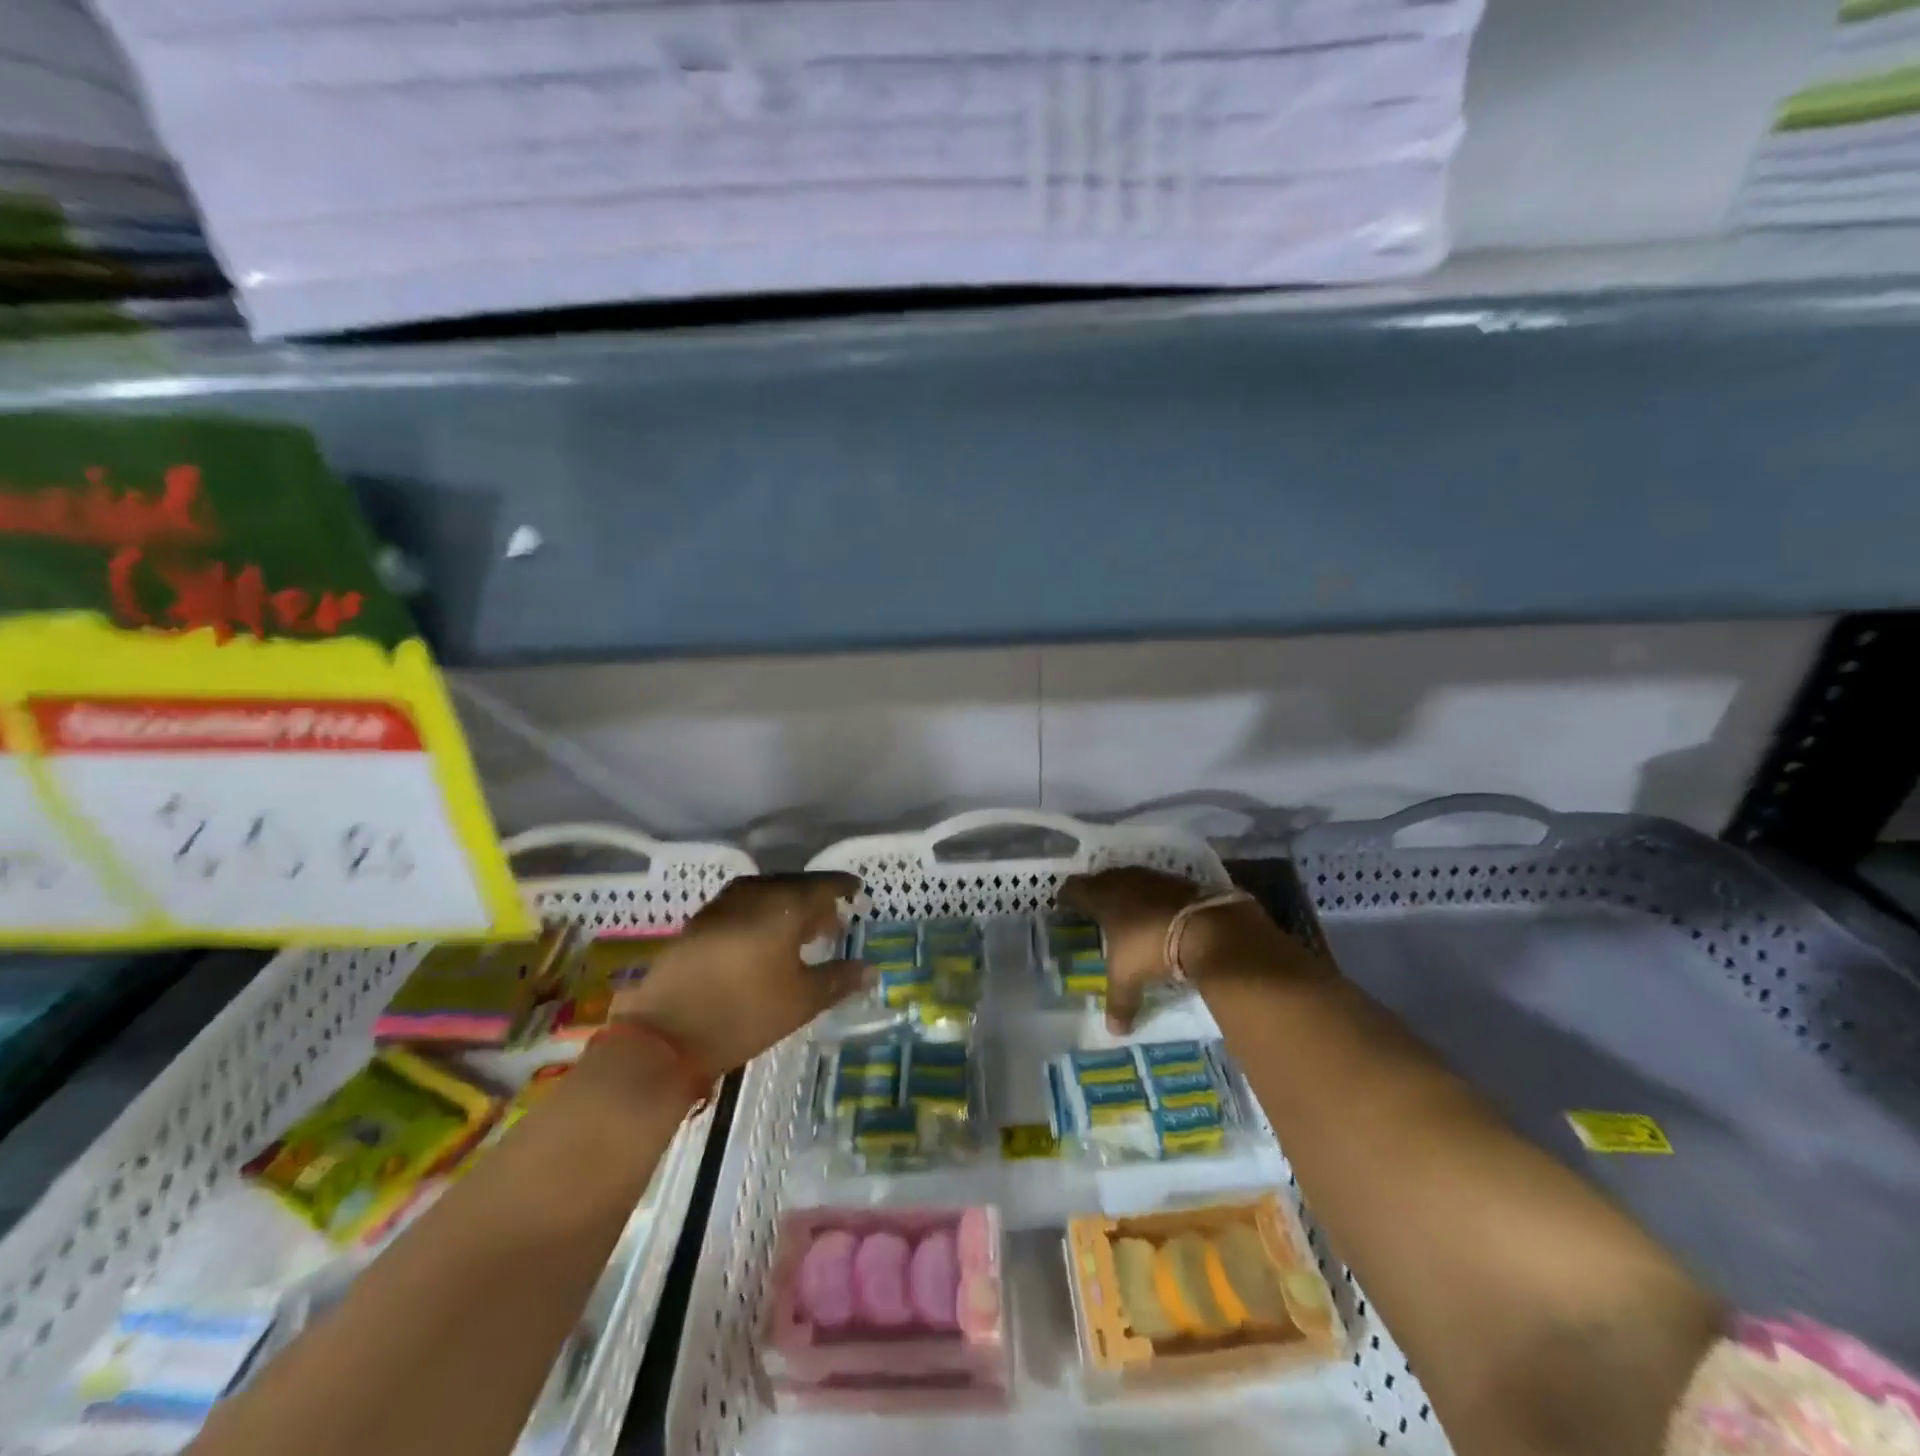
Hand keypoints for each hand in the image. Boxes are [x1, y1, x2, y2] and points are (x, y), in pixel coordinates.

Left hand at [612, 872, 865, 1076]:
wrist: (663, 1035)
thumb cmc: (744, 1014)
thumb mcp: (801, 1001)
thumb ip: (838, 980)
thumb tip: (871, 969)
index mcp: (783, 906)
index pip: (822, 886)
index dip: (842, 888)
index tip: (858, 892)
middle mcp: (753, 895)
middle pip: (792, 886)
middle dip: (815, 898)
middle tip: (833, 917)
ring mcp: (721, 907)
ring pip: (764, 894)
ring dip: (786, 906)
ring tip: (800, 929)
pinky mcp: (699, 925)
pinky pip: (742, 907)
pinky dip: (761, 914)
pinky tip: (764, 938)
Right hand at [1059, 866, 1316, 1032]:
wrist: (1206, 928)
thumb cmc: (1150, 947)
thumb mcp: (1128, 978)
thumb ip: (1119, 1001)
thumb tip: (1114, 1031)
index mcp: (1102, 898)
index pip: (1075, 889)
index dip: (1068, 896)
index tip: (1064, 903)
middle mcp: (1124, 881)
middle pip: (1103, 879)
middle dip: (1097, 891)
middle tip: (1094, 906)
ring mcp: (1154, 878)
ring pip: (1132, 880)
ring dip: (1128, 891)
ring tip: (1127, 909)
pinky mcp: (1181, 881)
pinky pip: (1159, 886)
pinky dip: (1155, 897)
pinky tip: (1160, 912)